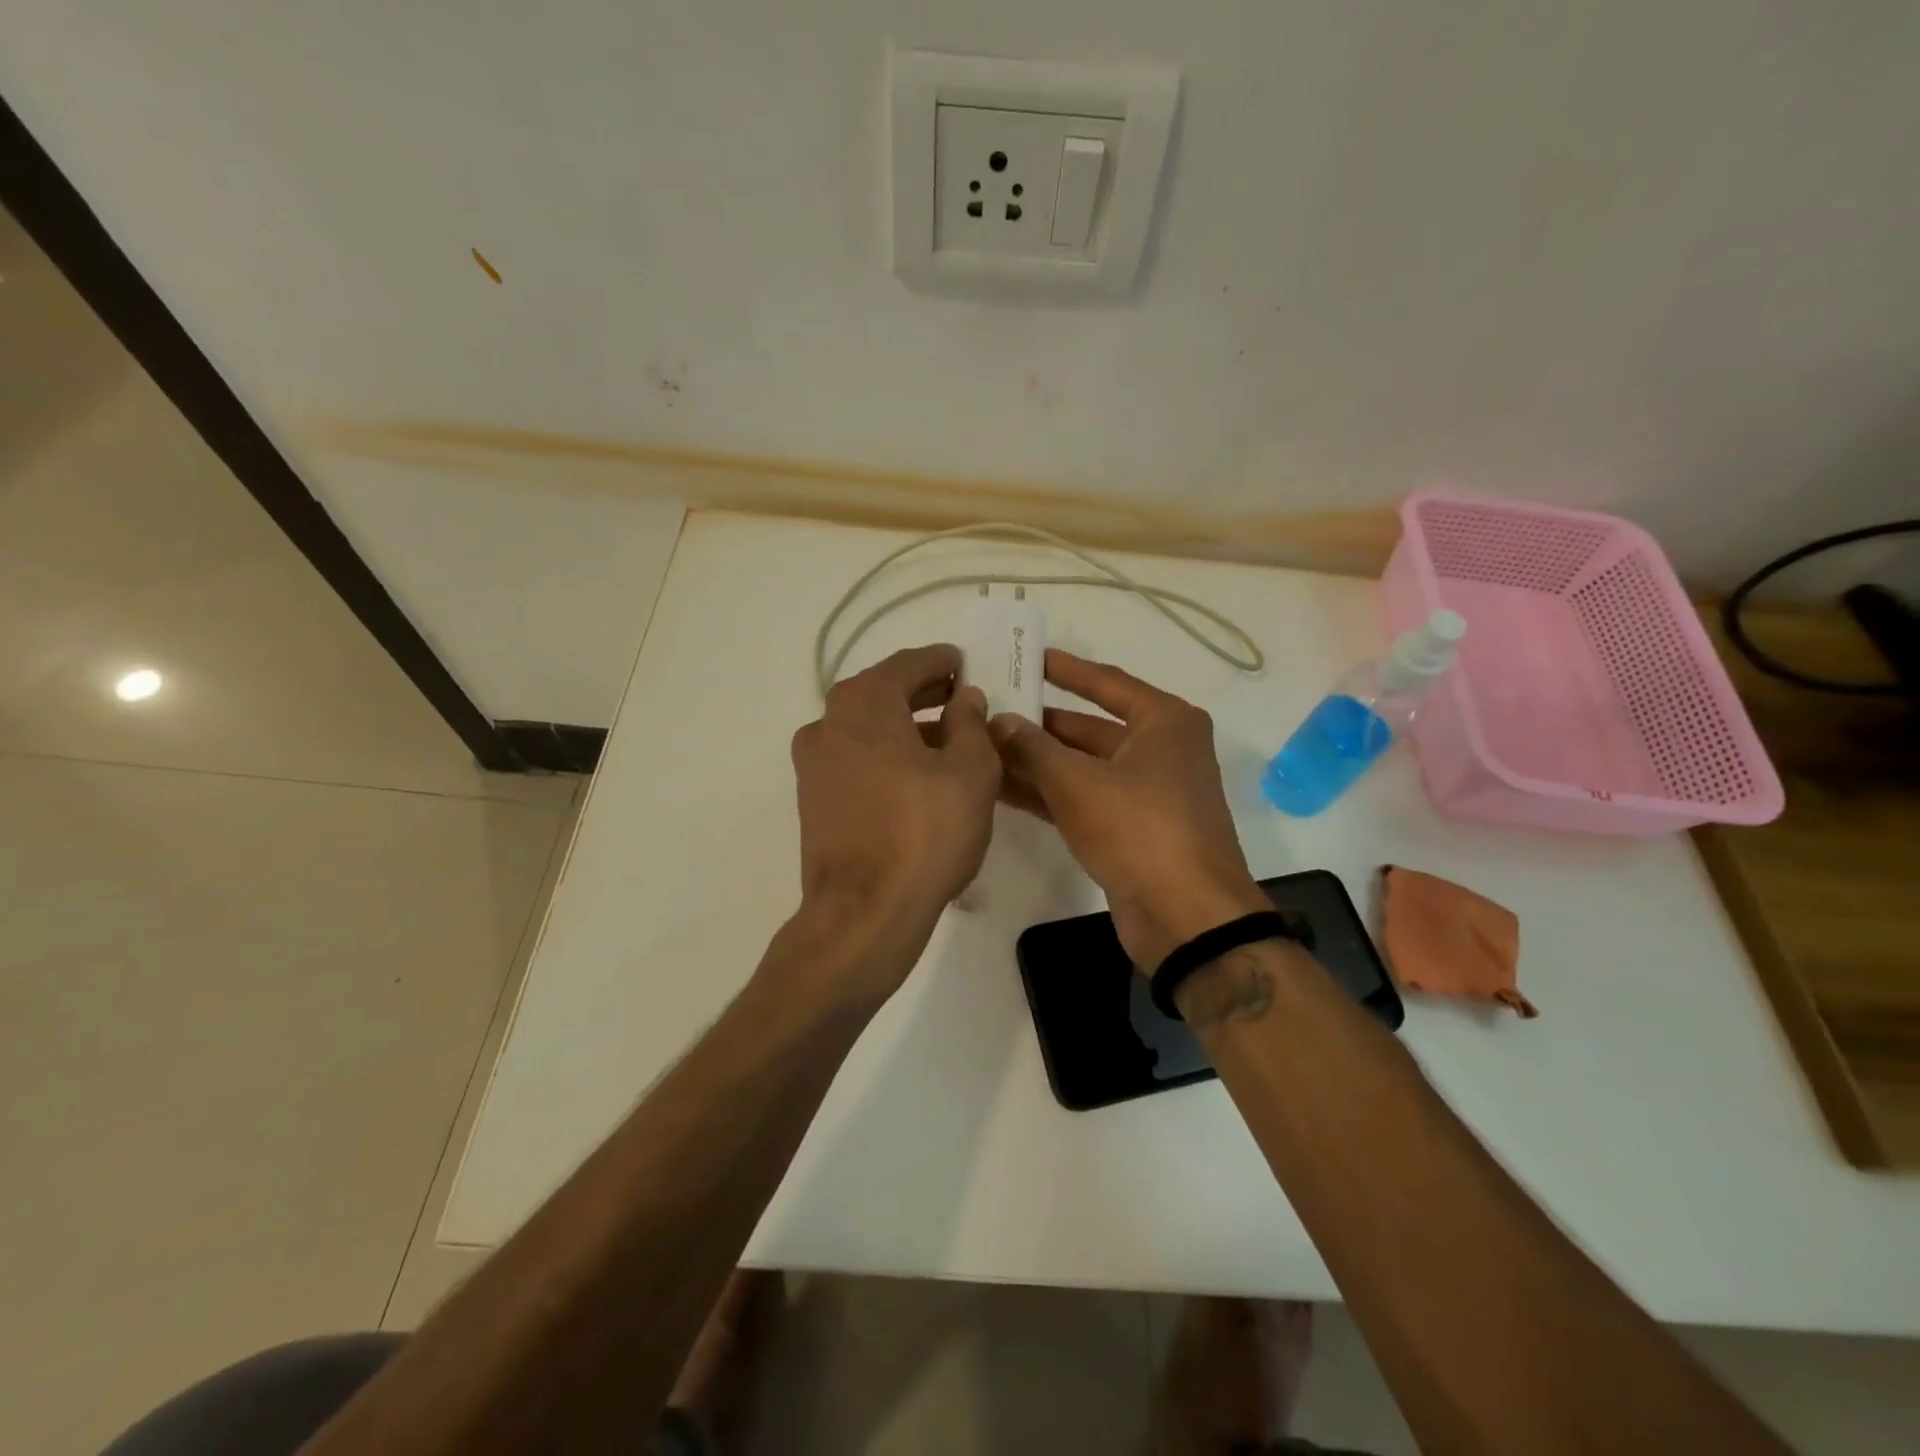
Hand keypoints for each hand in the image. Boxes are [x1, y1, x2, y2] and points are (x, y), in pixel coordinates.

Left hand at [788, 644, 1000, 993]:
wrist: (864, 912)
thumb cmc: (926, 832)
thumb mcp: (970, 771)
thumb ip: (970, 724)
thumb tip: (964, 699)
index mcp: (864, 703)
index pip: (908, 664)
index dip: (941, 661)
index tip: (964, 662)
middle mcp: (828, 724)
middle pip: (882, 694)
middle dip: (924, 693)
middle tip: (962, 698)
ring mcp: (814, 764)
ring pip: (867, 729)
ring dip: (906, 727)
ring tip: (950, 741)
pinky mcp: (813, 800)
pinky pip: (856, 760)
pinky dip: (887, 755)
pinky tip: (919, 776)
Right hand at [990, 650, 1266, 968]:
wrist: (1186, 917)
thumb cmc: (1140, 829)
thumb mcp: (1078, 782)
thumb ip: (1032, 748)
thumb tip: (997, 720)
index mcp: (1164, 721)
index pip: (1105, 682)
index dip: (1063, 669)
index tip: (1025, 656)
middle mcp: (1160, 749)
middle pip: (1089, 727)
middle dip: (1039, 722)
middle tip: (988, 709)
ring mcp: (1147, 792)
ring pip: (1082, 766)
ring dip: (1036, 761)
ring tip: (983, 747)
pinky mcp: (1132, 829)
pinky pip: (1084, 799)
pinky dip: (1048, 793)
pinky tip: (1002, 788)